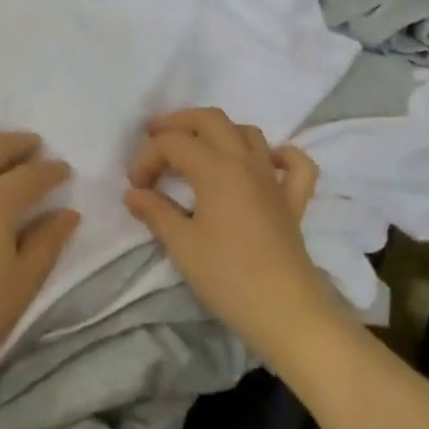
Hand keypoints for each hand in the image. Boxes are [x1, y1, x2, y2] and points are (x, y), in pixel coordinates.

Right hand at [123, 108, 346, 366]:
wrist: (284, 309)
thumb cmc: (227, 276)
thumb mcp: (182, 245)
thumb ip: (156, 213)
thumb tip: (133, 194)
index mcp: (216, 168)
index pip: (173, 144)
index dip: (147, 158)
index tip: (135, 188)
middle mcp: (246, 162)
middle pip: (211, 120)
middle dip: (179, 123)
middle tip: (155, 138)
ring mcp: (273, 179)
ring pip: (248, 133)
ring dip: (219, 132)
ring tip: (197, 150)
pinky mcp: (293, 200)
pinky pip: (294, 165)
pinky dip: (280, 155)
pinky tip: (264, 164)